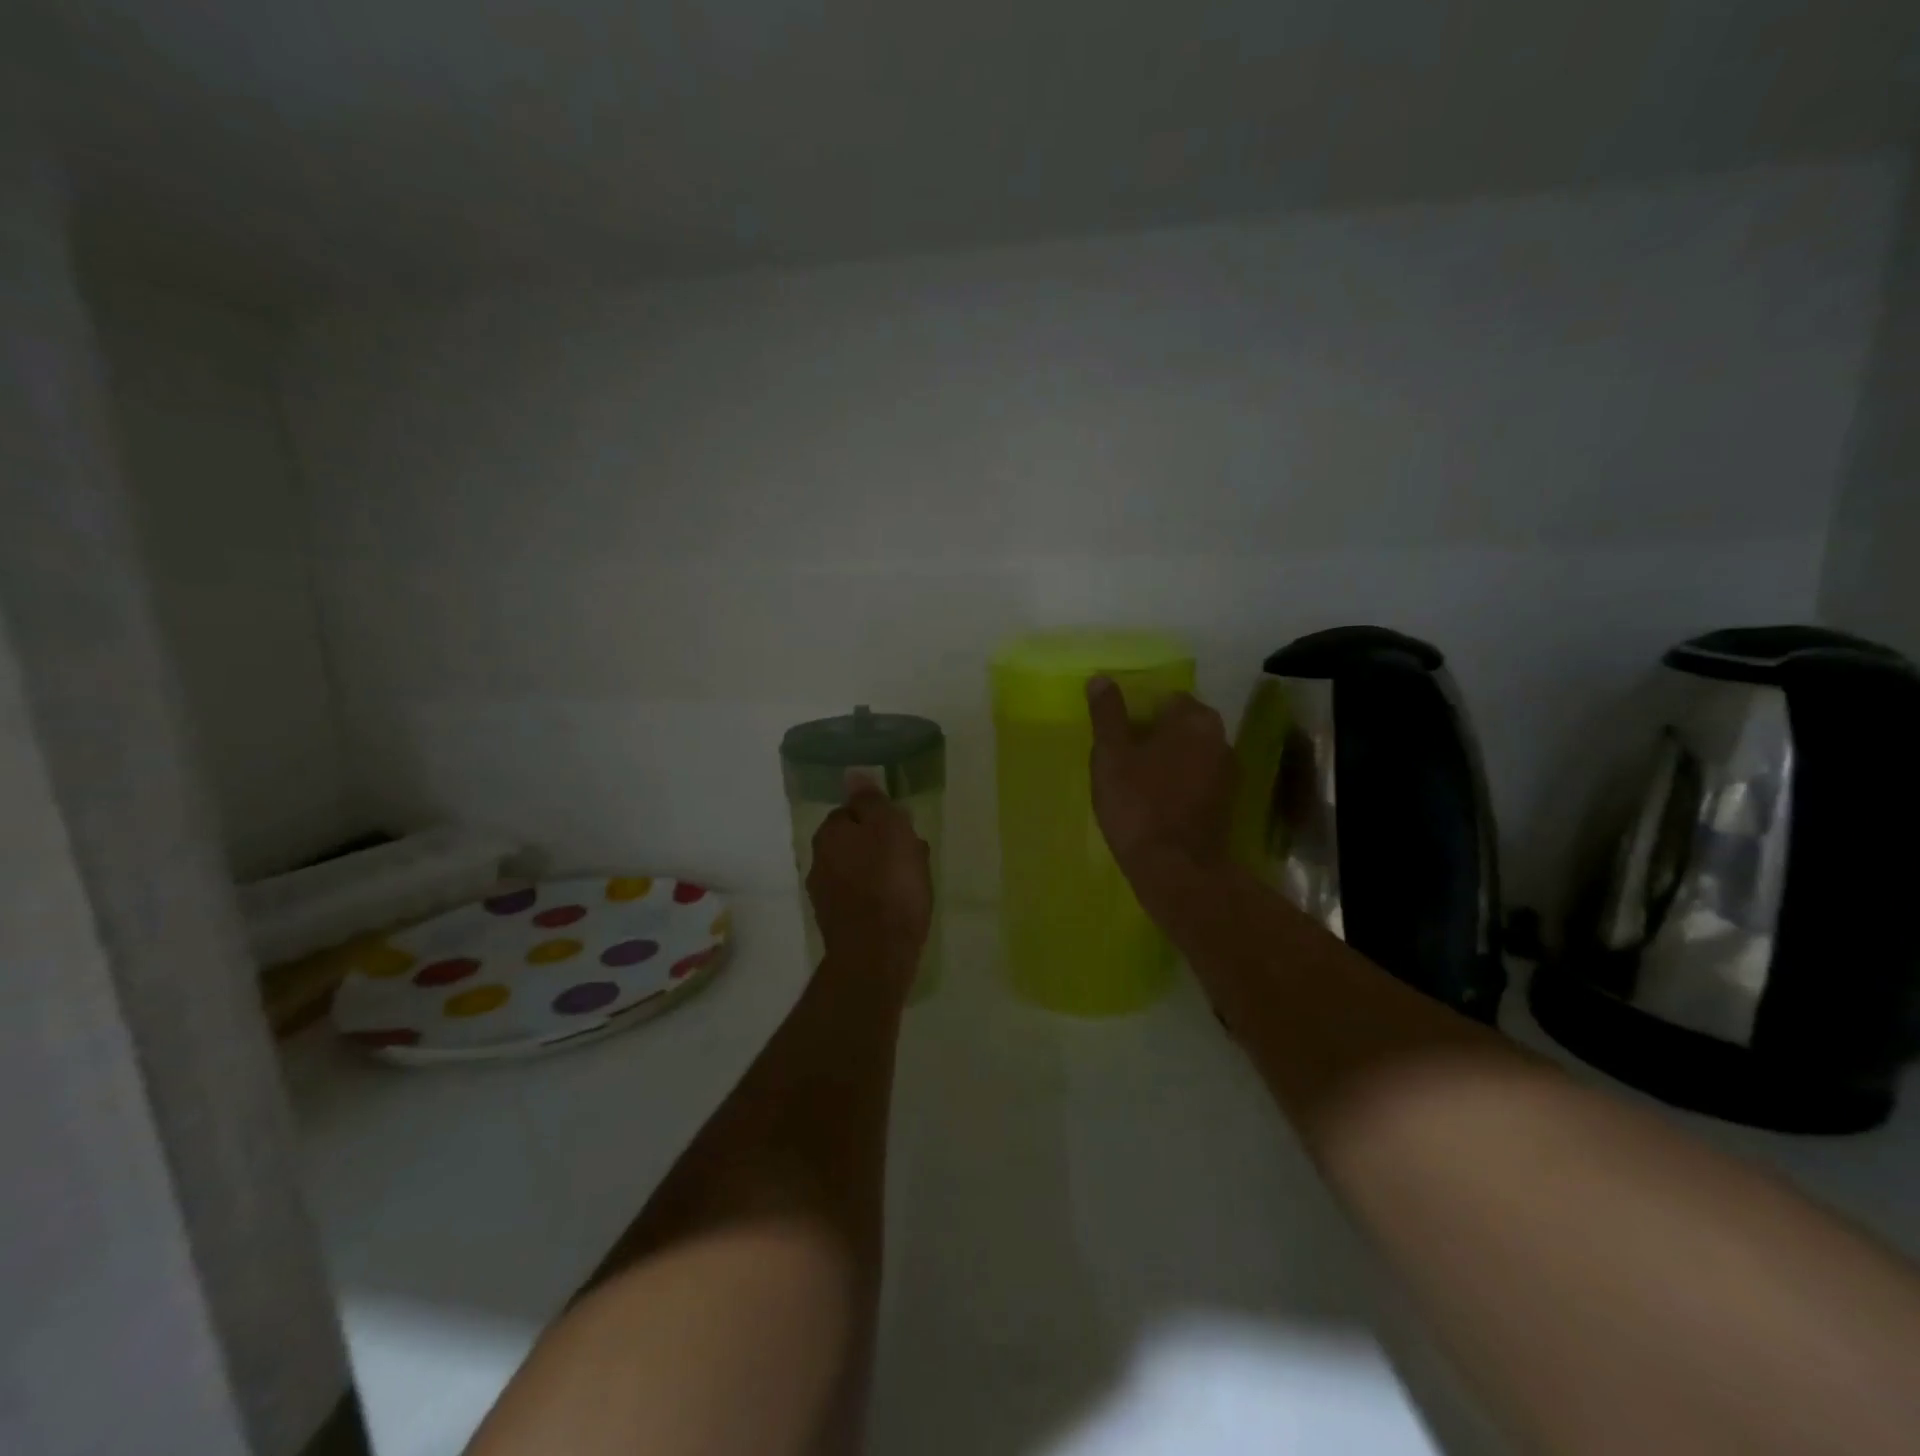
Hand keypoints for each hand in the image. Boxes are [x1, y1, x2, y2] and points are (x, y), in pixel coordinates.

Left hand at [807, 783, 933, 966]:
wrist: (876, 954)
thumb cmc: (889, 884)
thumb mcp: (888, 829)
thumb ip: (871, 801)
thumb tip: (852, 774)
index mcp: (829, 834)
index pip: (853, 812)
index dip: (880, 818)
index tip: (904, 829)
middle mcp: (819, 861)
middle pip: (856, 842)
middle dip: (882, 845)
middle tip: (914, 855)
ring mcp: (826, 896)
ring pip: (860, 870)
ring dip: (884, 871)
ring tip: (915, 883)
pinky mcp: (838, 924)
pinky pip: (863, 898)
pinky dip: (880, 897)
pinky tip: (901, 906)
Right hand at [1087, 676, 1234, 889]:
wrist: (1176, 870)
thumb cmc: (1139, 804)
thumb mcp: (1112, 755)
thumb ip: (1108, 714)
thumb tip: (1101, 678)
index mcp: (1194, 719)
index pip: (1166, 698)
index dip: (1138, 713)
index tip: (1117, 735)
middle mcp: (1220, 739)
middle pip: (1180, 726)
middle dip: (1153, 736)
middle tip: (1121, 759)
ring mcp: (1228, 774)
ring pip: (1189, 754)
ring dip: (1166, 761)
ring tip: (1134, 783)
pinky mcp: (1226, 804)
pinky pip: (1196, 781)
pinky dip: (1177, 785)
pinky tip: (1154, 803)